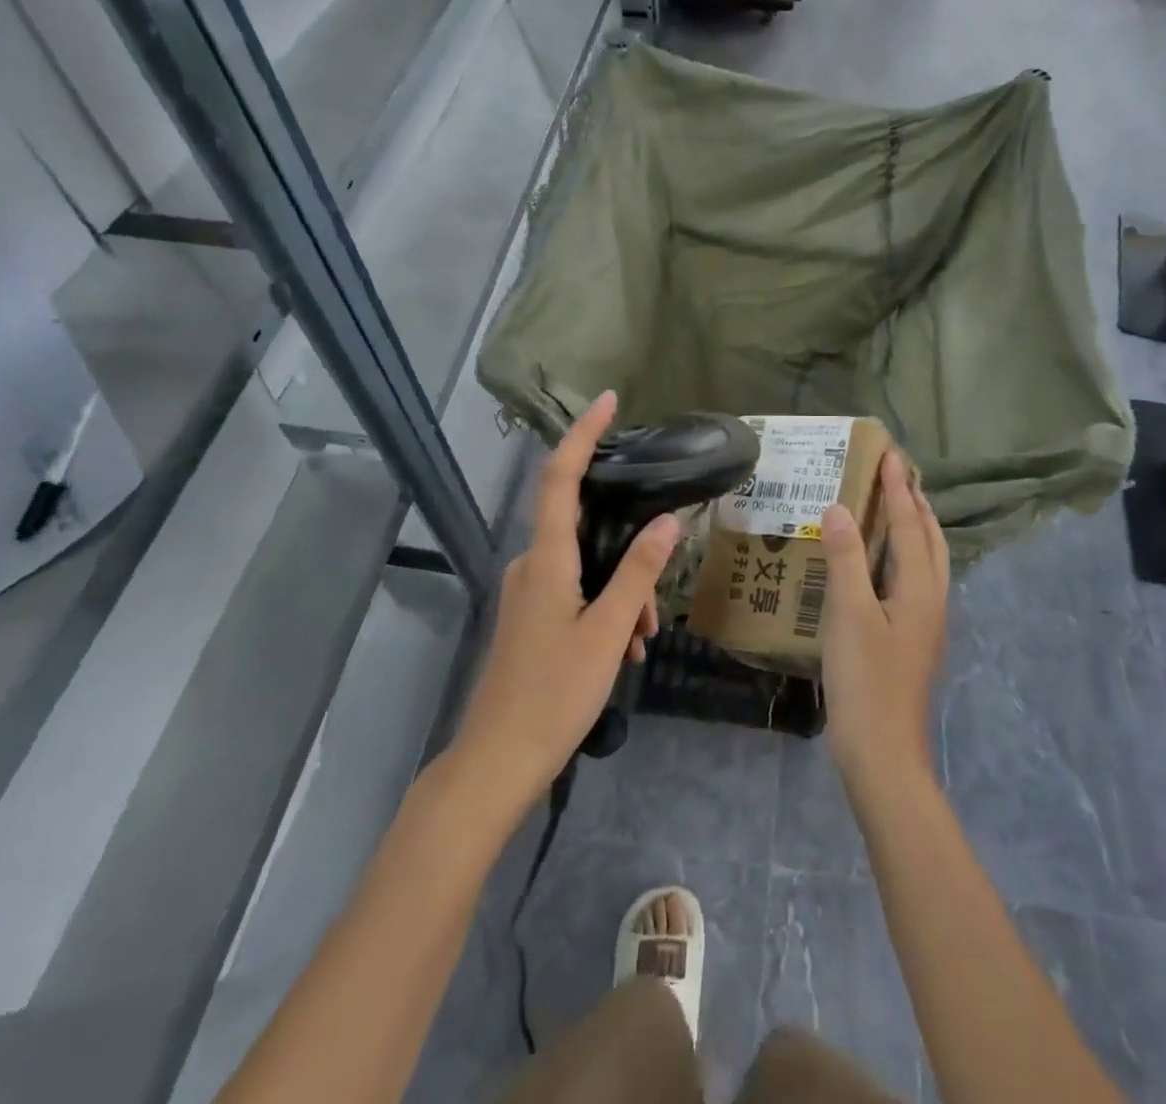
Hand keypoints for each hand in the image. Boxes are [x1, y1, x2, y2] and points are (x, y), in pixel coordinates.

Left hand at [451, 392, 678, 812]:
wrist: (497, 762)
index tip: (608, 402)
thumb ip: (638, 573)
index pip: (561, 478)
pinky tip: (625, 648)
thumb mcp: (608, 632)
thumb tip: (668, 522)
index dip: (582, 435)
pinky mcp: (529, 615)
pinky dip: (604, 609)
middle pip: (585, 531)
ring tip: (643, 640)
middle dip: (629, 554)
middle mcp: (531, 564)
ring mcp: (526, 591)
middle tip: (656, 604)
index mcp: (546, 559)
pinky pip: (574, 592)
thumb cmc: (554, 694)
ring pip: (585, 568)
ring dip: (621, 593)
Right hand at [818, 451, 949, 787]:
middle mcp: (931, 600)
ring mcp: (925, 623)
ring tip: (898, 508)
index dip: (897, 490)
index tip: (889, 455)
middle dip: (916, 504)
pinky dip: (904, 556)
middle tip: (898, 474)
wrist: (883, 753)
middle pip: (930, 540)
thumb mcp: (849, 614)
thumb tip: (839, 508)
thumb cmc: (865, 680)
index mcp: (919, 589)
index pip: (909, 525)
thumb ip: (845, 559)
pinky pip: (915, 581)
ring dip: (915, 528)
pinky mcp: (913, 641)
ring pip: (928, 562)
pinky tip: (882, 565)